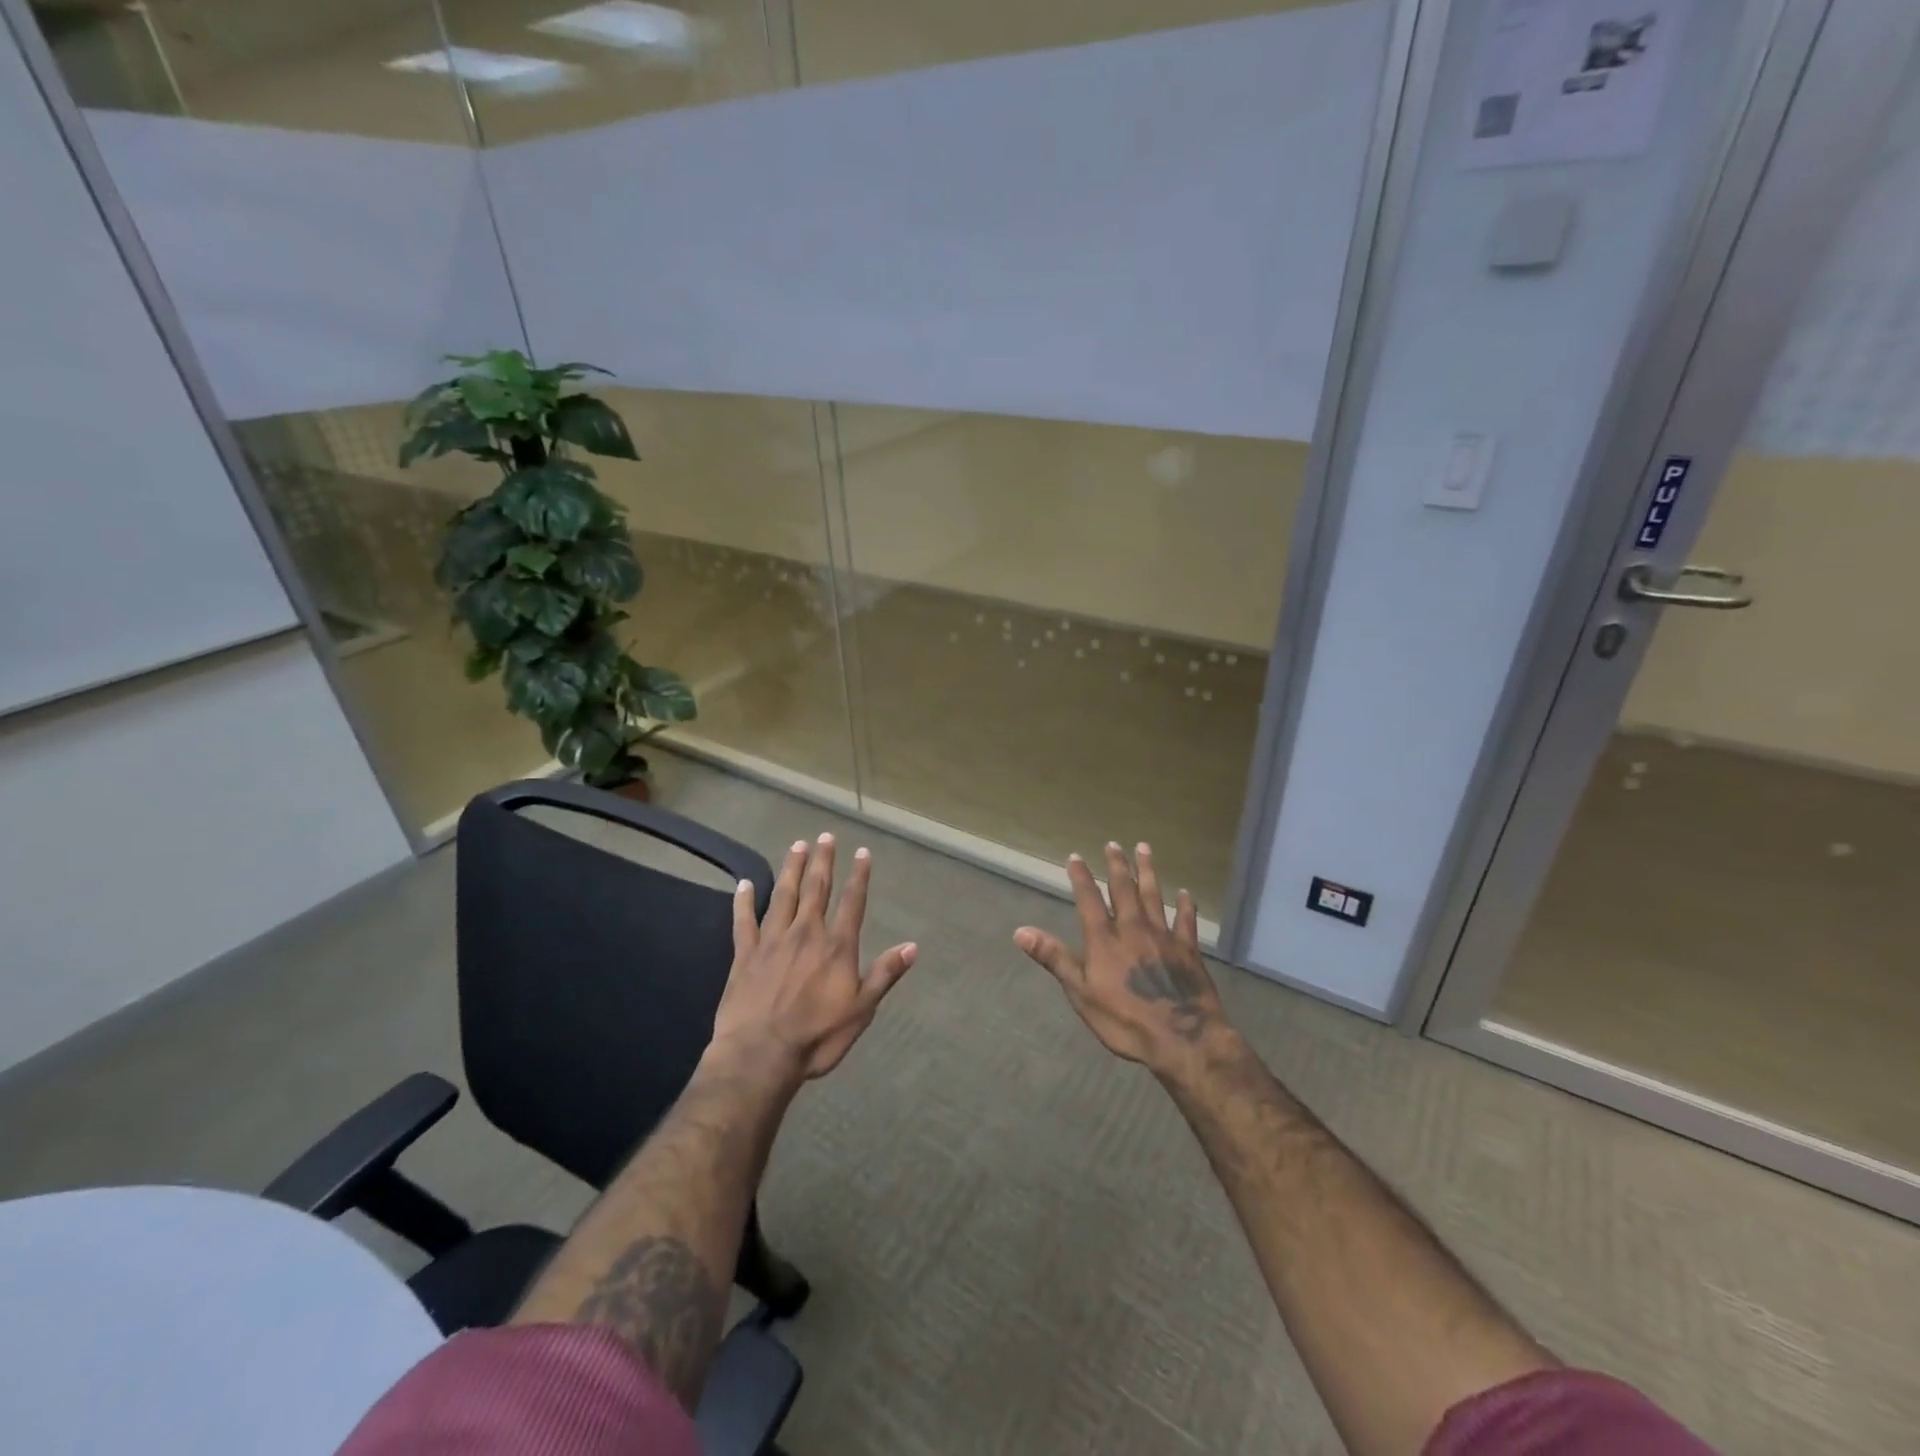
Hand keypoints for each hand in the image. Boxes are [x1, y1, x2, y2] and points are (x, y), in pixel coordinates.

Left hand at [710, 833, 917, 1083]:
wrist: (760, 1055)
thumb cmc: (817, 1037)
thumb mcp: (861, 1010)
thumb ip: (884, 975)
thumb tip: (912, 946)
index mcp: (836, 946)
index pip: (852, 902)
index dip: (859, 875)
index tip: (862, 852)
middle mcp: (806, 933)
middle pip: (817, 889)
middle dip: (823, 861)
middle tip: (825, 836)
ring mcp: (773, 941)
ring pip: (784, 895)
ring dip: (792, 869)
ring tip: (796, 846)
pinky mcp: (745, 954)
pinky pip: (744, 921)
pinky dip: (744, 901)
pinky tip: (745, 884)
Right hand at [1014, 842, 1225, 1074]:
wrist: (1182, 1038)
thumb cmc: (1124, 1020)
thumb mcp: (1080, 993)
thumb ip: (1054, 958)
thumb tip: (1020, 931)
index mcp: (1104, 939)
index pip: (1089, 899)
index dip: (1081, 877)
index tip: (1075, 856)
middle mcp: (1133, 928)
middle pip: (1124, 889)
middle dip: (1117, 865)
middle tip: (1113, 844)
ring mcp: (1163, 936)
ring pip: (1154, 896)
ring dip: (1148, 872)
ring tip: (1144, 849)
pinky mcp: (1188, 950)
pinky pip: (1186, 921)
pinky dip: (1185, 905)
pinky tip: (1184, 893)